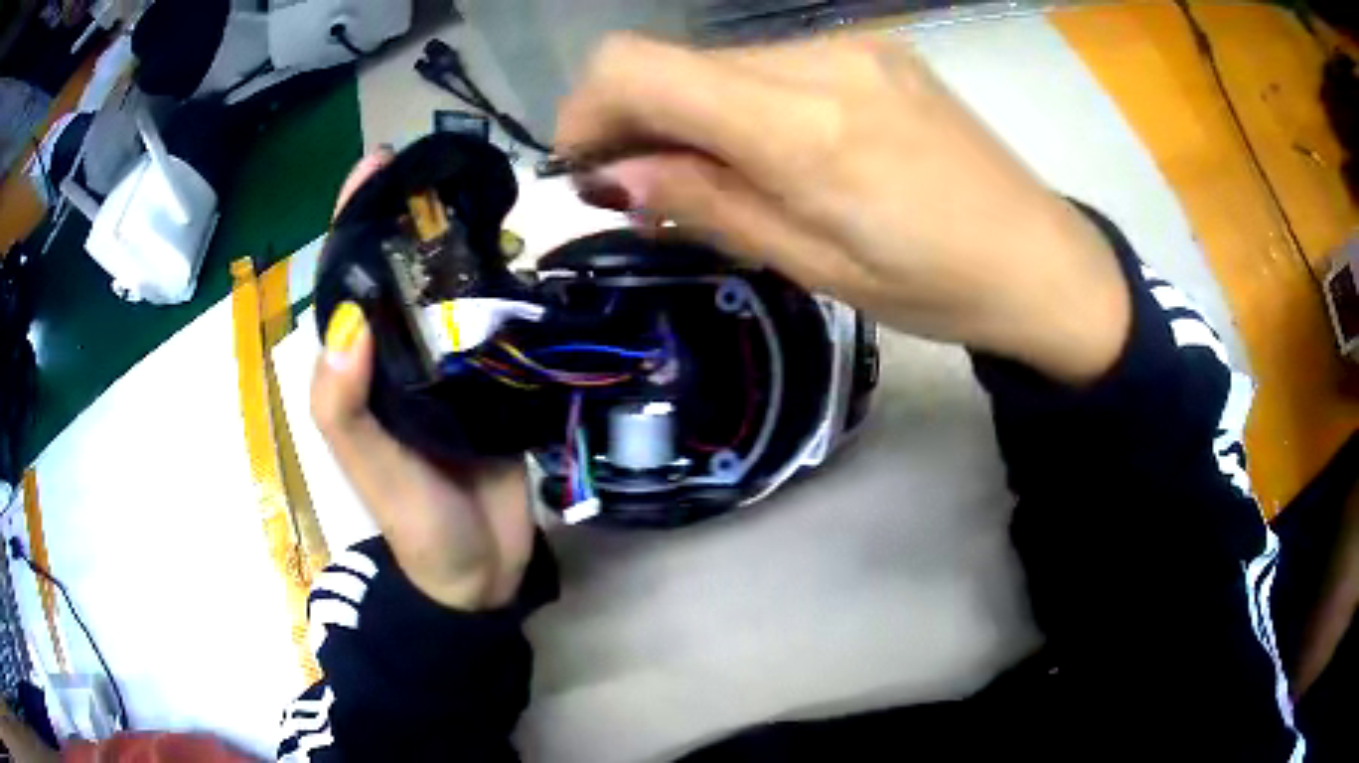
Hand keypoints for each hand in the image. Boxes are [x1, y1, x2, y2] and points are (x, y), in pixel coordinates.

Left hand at [311, 149, 534, 609]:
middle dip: (418, 217)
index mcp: (361, 367)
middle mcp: (400, 355)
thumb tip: (347, 320)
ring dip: (466, 244)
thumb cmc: (415, 521)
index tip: (380, 164)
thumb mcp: (367, 467)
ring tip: (492, 198)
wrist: (480, 569)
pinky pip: (497, 322)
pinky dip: (507, 287)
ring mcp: (450, 365)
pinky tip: (525, 255)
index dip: (356, 220)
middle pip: (404, 272)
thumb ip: (343, 404)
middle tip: (451, 170)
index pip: (351, 280)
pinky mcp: (495, 379)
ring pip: (451, 290)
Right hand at [557, 34, 1130, 383]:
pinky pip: (772, 64)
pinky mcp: (873, 49)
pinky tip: (777, 150)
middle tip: (651, 190)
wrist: (1041, 258)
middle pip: (674, 63)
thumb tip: (620, 176)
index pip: (637, 67)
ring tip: (724, 178)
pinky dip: (744, 104)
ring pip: (721, 64)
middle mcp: (818, 59)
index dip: (586, 111)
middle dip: (639, 123)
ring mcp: (851, 46)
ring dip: (694, 115)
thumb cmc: (937, 287)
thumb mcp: (815, 267)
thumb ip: (710, 205)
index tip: (588, 168)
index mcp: (802, 123)